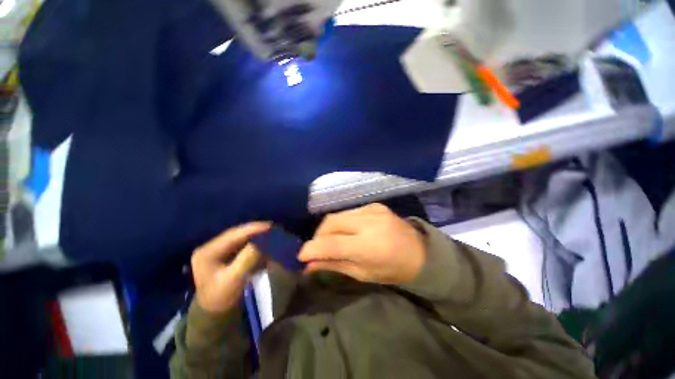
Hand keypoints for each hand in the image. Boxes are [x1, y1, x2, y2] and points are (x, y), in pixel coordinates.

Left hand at [191, 222, 269, 314]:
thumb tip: (263, 241)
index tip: (270, 226)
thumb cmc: (222, 298)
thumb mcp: (234, 279)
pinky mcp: (224, 253)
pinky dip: (253, 241)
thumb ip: (247, 259)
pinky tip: (263, 240)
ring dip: (255, 235)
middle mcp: (210, 247)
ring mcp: (217, 249)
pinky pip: (241, 243)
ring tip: (270, 233)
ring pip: (240, 237)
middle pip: (236, 234)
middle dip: (255, 230)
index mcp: (207, 252)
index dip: (252, 229)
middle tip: (273, 228)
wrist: (215, 313)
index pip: (232, 235)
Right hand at [298, 203, 425, 284]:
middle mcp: (369, 222)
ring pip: (338, 215)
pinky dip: (342, 222)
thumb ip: (335, 265)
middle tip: (317, 247)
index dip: (312, 248)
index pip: (331, 243)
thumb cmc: (393, 270)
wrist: (420, 252)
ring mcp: (373, 209)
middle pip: (331, 222)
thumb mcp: (363, 274)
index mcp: (369, 245)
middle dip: (318, 235)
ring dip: (328, 228)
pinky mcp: (375, 205)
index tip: (301, 255)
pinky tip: (346, 230)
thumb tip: (309, 264)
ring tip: (330, 239)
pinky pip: (349, 211)